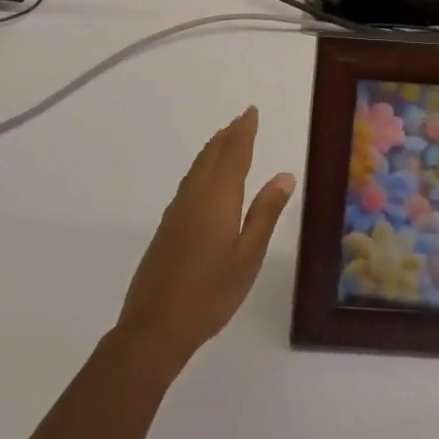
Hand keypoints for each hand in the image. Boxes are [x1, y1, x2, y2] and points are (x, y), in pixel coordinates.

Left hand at [114, 107, 294, 375]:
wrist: (155, 326)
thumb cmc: (211, 293)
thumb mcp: (248, 256)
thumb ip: (265, 213)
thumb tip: (284, 175)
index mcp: (218, 198)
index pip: (233, 154)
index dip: (244, 131)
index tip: (251, 112)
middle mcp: (195, 195)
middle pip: (212, 155)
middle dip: (229, 135)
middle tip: (243, 118)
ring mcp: (177, 210)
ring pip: (198, 167)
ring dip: (214, 148)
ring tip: (226, 138)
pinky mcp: (167, 226)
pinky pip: (189, 181)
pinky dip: (202, 166)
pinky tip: (206, 177)